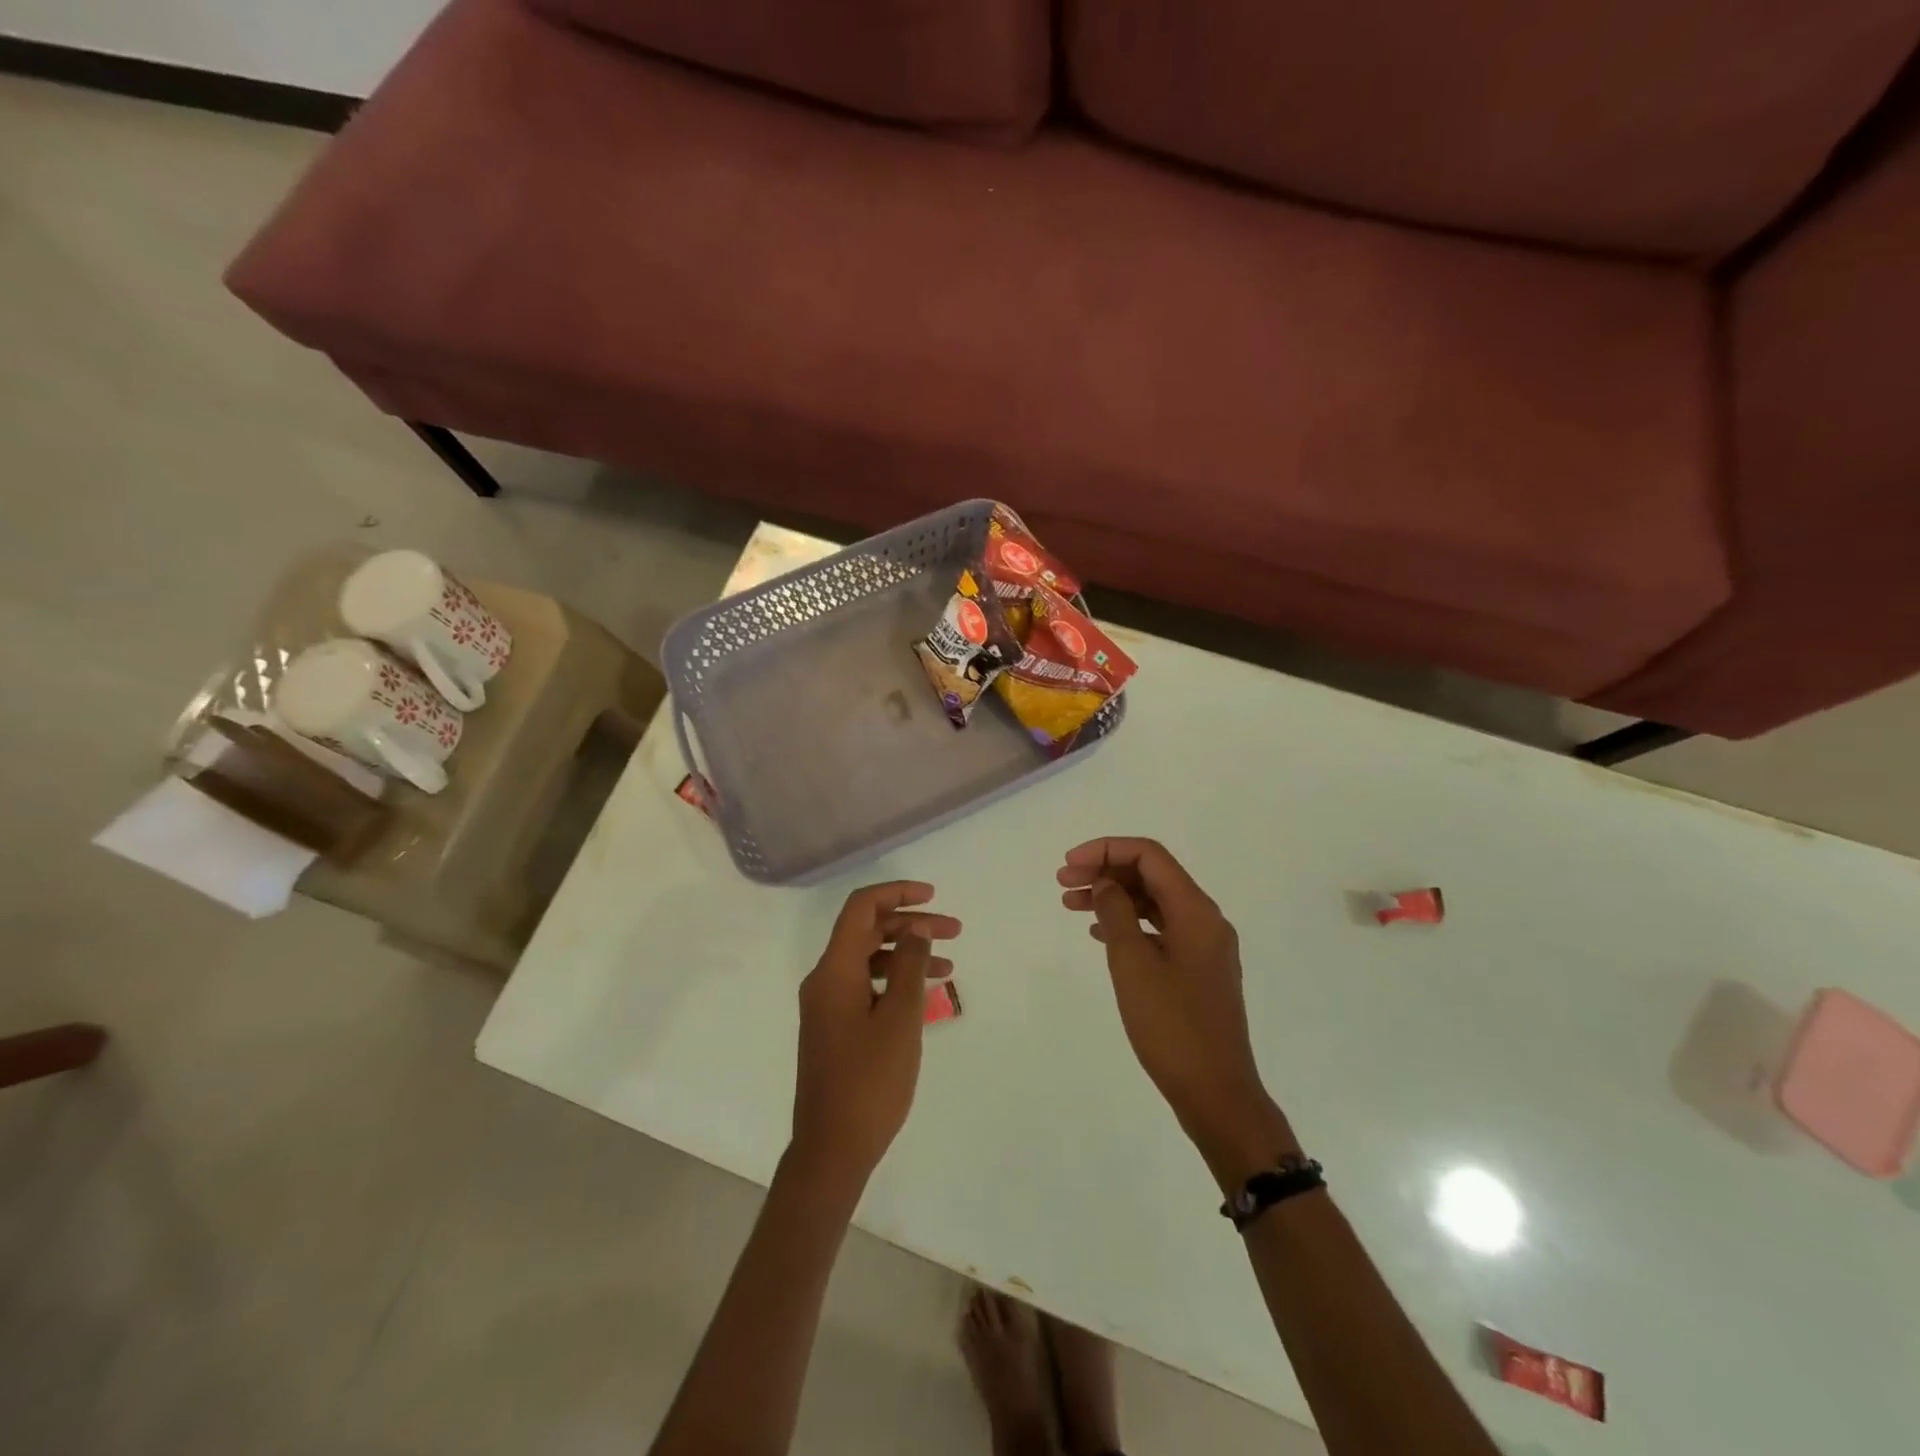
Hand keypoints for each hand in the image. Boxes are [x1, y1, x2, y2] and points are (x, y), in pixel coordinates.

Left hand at [790, 881, 959, 1190]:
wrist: (831, 1150)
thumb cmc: (869, 1081)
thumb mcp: (899, 1018)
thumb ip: (908, 965)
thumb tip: (916, 928)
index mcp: (834, 970)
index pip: (861, 909)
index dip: (896, 893)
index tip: (933, 896)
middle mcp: (825, 980)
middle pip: (867, 931)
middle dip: (911, 924)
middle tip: (955, 930)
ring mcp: (827, 1005)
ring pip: (869, 959)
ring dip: (907, 954)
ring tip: (948, 965)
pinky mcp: (834, 1027)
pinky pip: (866, 986)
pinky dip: (895, 980)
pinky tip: (924, 994)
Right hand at [1058, 839, 1294, 1184]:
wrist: (1216, 1093)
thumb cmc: (1172, 1026)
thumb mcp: (1133, 964)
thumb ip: (1117, 914)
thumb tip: (1107, 883)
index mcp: (1196, 911)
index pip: (1149, 855)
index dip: (1105, 850)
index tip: (1069, 865)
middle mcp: (1205, 919)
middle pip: (1151, 875)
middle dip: (1106, 871)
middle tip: (1063, 883)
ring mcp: (1203, 946)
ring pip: (1153, 903)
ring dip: (1113, 898)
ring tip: (1071, 905)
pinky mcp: (1196, 970)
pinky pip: (1159, 929)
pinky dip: (1128, 923)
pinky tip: (1099, 933)